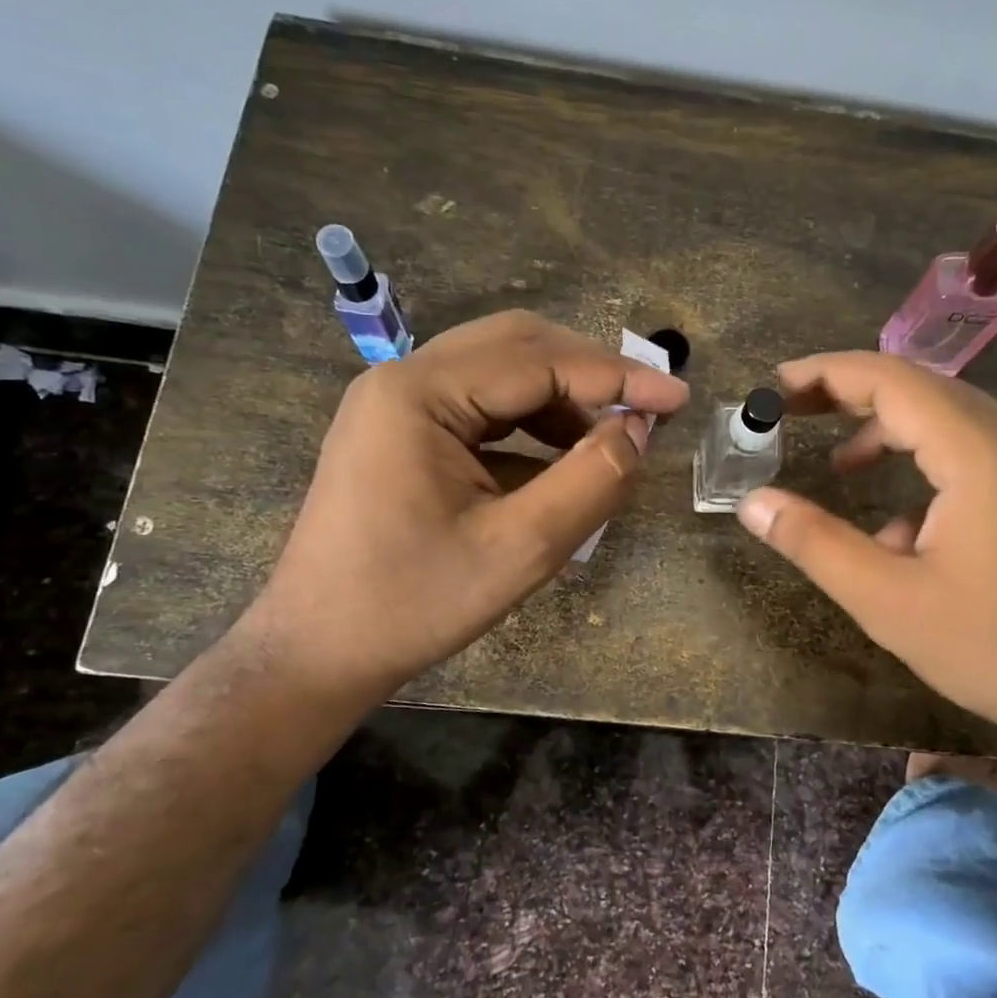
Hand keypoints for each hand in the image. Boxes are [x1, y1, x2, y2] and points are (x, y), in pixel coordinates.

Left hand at [240, 311, 688, 712]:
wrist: (317, 651)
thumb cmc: (414, 603)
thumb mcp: (521, 549)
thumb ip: (591, 482)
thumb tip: (639, 430)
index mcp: (420, 394)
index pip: (539, 362)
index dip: (618, 377)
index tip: (679, 398)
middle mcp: (403, 380)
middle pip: (517, 346)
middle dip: (590, 373)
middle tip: (646, 410)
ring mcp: (396, 405)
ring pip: (499, 372)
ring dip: (561, 397)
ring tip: (608, 440)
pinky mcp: (400, 433)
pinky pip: (479, 407)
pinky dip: (529, 423)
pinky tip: (559, 459)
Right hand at [735, 352, 996, 758]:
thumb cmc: (995, 649)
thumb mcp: (887, 600)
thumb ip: (813, 542)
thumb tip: (752, 504)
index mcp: (982, 452)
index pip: (891, 379)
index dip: (826, 374)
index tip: (775, 386)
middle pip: (923, 389)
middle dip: (852, 398)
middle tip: (793, 413)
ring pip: (953, 420)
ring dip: (891, 435)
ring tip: (842, 470)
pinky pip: (982, 452)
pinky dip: (931, 466)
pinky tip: (907, 529)